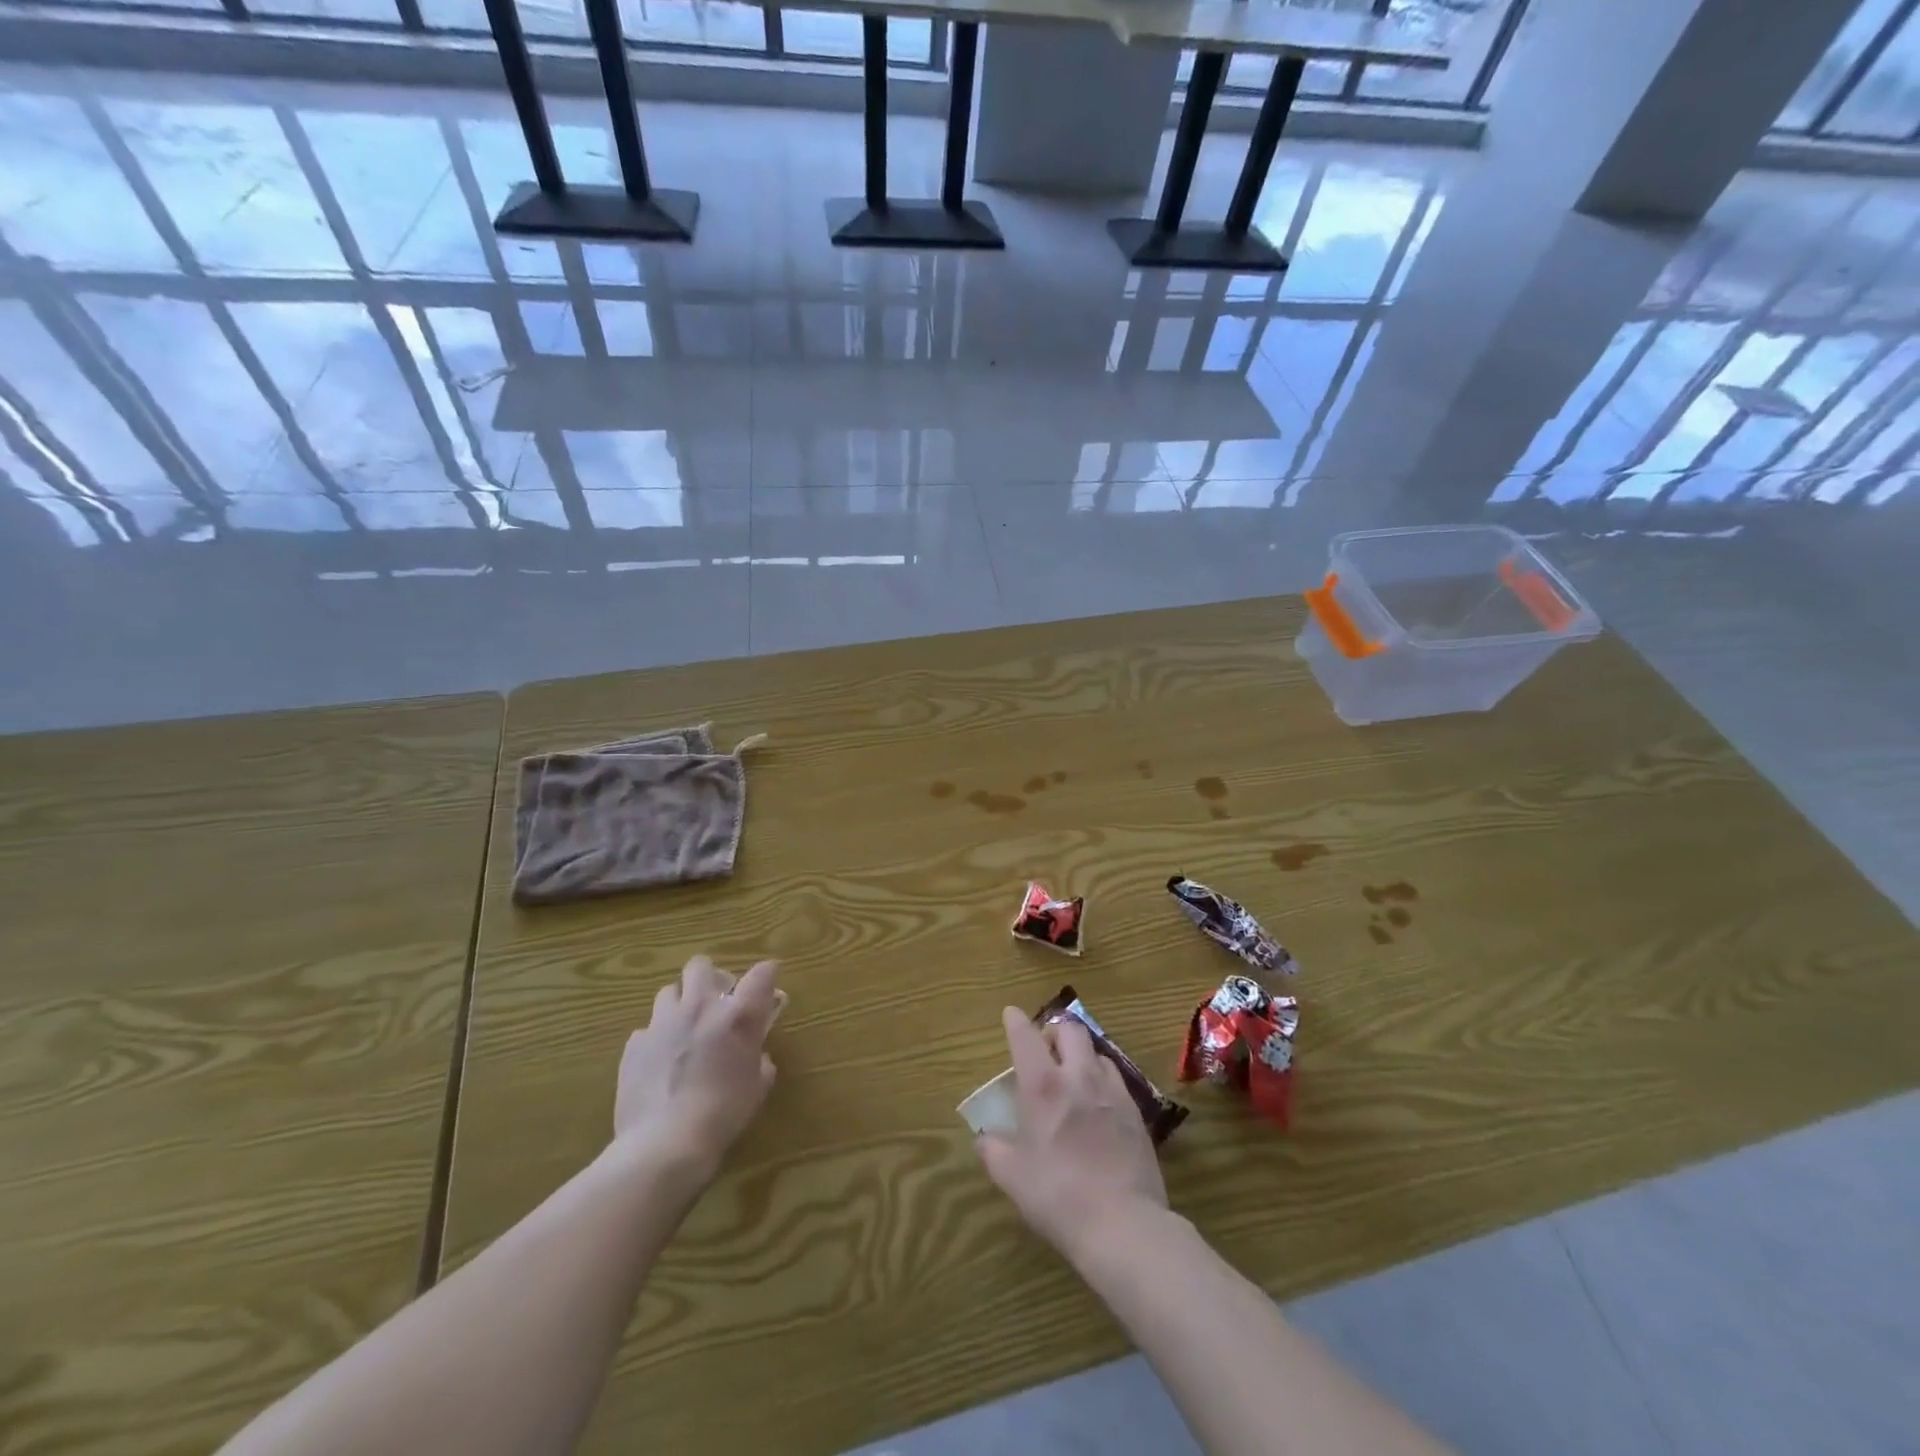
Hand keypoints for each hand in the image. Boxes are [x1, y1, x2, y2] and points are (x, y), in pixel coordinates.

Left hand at [613, 956, 780, 1177]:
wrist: (664, 1144)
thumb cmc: (723, 1115)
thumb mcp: (756, 1088)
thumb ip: (760, 1062)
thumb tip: (757, 1055)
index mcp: (737, 1015)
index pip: (761, 973)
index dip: (767, 973)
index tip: (768, 981)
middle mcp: (699, 1007)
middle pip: (701, 965)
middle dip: (710, 977)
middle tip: (717, 1001)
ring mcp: (662, 1023)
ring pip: (668, 991)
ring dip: (680, 1003)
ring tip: (685, 1028)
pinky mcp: (634, 1045)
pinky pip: (646, 1028)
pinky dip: (656, 1038)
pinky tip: (660, 1061)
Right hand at [975, 1006, 1167, 1261]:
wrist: (1123, 1223)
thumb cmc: (1058, 1196)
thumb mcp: (1012, 1177)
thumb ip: (993, 1151)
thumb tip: (984, 1139)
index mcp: (1043, 1086)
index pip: (1026, 1036)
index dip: (1016, 1021)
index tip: (1010, 1014)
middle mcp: (1079, 1077)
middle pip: (1070, 1030)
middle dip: (1054, 1030)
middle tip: (1045, 1048)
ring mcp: (1112, 1092)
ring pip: (1096, 1052)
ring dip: (1081, 1055)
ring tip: (1073, 1074)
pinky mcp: (1136, 1113)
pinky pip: (1116, 1080)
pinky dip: (1102, 1079)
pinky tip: (1098, 1103)